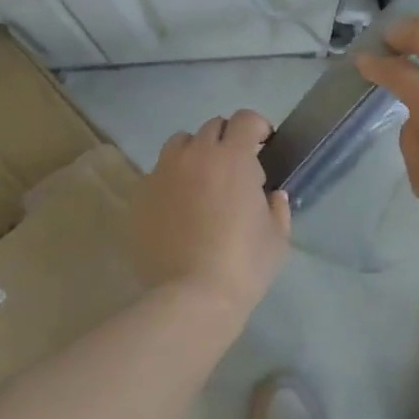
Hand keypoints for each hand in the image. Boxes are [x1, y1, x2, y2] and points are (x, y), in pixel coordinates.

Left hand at [130, 109, 290, 314]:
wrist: (190, 298)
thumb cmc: (243, 265)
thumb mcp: (277, 237)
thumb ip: (277, 207)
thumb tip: (272, 195)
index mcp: (233, 158)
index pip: (245, 120)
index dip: (257, 127)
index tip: (264, 144)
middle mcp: (195, 155)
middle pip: (212, 127)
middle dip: (227, 140)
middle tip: (235, 168)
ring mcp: (163, 173)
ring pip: (180, 144)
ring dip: (195, 153)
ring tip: (202, 182)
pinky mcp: (140, 196)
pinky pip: (158, 173)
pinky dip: (172, 180)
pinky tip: (178, 208)